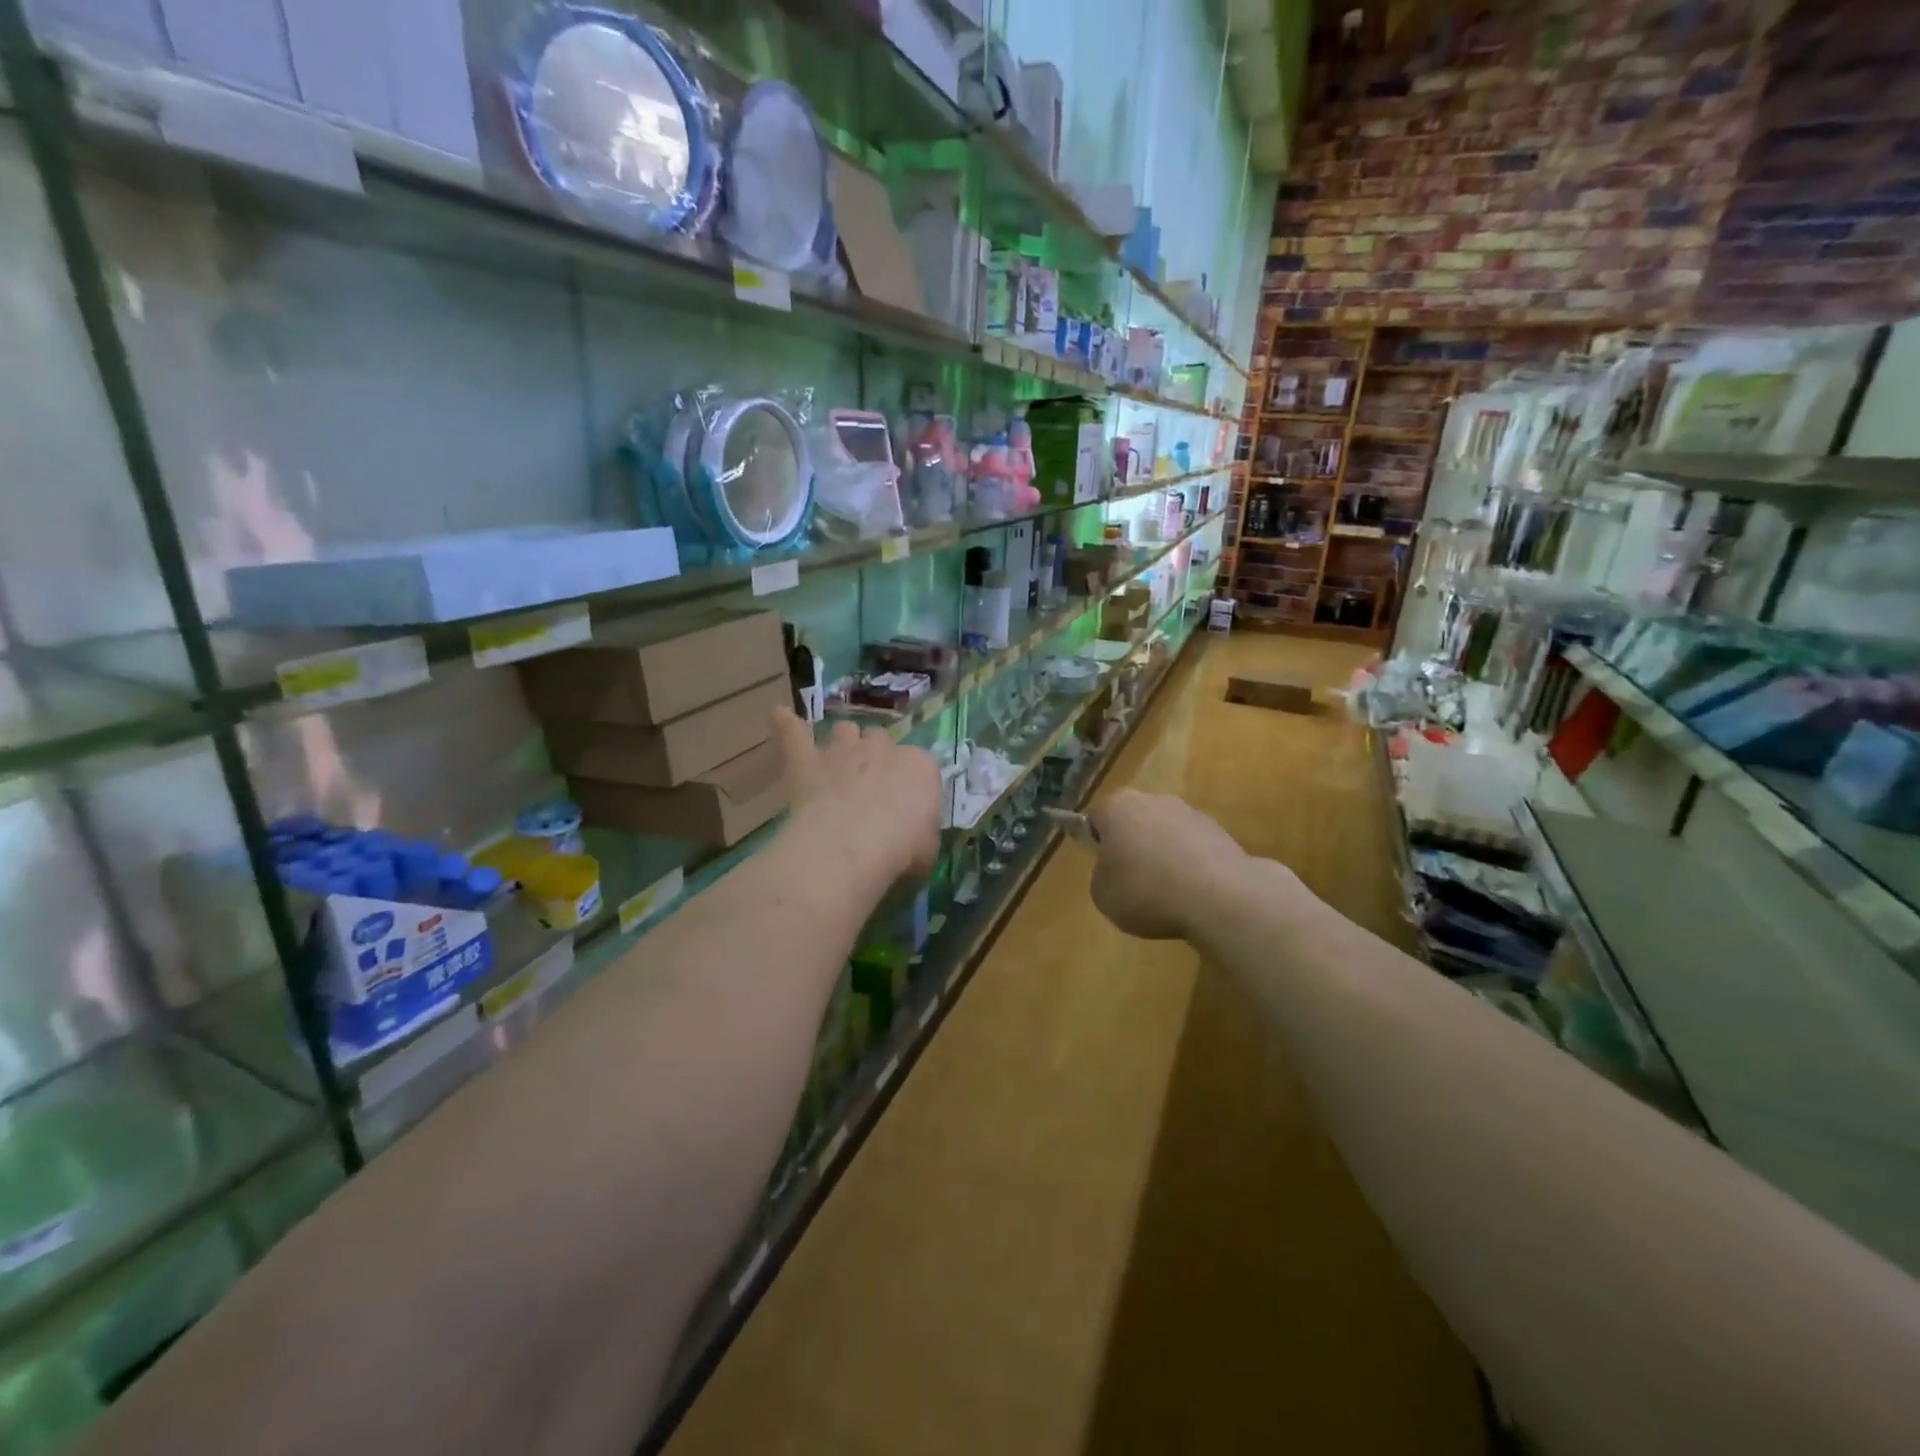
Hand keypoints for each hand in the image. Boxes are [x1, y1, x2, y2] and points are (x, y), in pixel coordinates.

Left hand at [771, 709, 941, 883]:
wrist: (853, 843)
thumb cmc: (900, 849)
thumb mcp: (928, 849)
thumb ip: (922, 835)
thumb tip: (915, 841)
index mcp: (920, 767)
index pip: (920, 767)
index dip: (912, 786)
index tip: (907, 810)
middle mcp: (883, 748)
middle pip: (881, 741)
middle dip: (876, 759)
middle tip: (871, 789)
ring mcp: (842, 750)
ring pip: (845, 730)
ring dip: (843, 742)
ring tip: (837, 762)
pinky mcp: (806, 760)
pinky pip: (793, 732)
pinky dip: (786, 725)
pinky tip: (779, 716)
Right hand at [1086, 789, 1249, 940]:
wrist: (1218, 897)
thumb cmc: (1146, 891)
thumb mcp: (1102, 894)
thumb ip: (1102, 875)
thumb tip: (1116, 871)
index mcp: (1118, 807)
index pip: (1096, 818)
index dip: (1095, 844)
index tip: (1103, 870)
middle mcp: (1154, 800)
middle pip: (1134, 821)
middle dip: (1132, 845)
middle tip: (1132, 881)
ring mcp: (1191, 813)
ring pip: (1166, 833)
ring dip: (1164, 855)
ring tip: (1167, 894)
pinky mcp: (1221, 833)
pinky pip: (1194, 849)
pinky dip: (1191, 866)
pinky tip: (1193, 894)